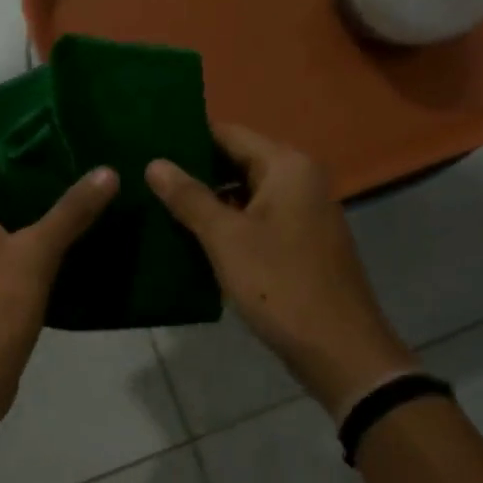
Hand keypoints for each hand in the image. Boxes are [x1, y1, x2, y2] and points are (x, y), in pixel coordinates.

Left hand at [0, 162, 117, 428]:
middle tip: (91, 189)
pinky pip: (1, 259)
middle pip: (1, 198)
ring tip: (88, 217)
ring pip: (3, 231)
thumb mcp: (36, 254)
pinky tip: (68, 255)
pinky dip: (29, 255)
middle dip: (43, 195)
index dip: (36, 162)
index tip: (78, 160)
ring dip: (39, 227)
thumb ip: (71, 211)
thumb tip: (107, 171)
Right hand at [146, 125, 415, 417]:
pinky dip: (225, 225)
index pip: (228, 133)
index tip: (146, 146)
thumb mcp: (225, 238)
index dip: (187, 139)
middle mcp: (300, 180)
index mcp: (287, 166)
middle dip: (193, 172)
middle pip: (236, 162)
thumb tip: (154, 163)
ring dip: (206, 201)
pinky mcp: (299, 243)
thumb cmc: (280, 284)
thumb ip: (188, 197)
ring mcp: (302, 213)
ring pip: (244, 194)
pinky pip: (255, 221)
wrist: (338, 349)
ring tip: (157, 206)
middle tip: (144, 180)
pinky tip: (190, 238)